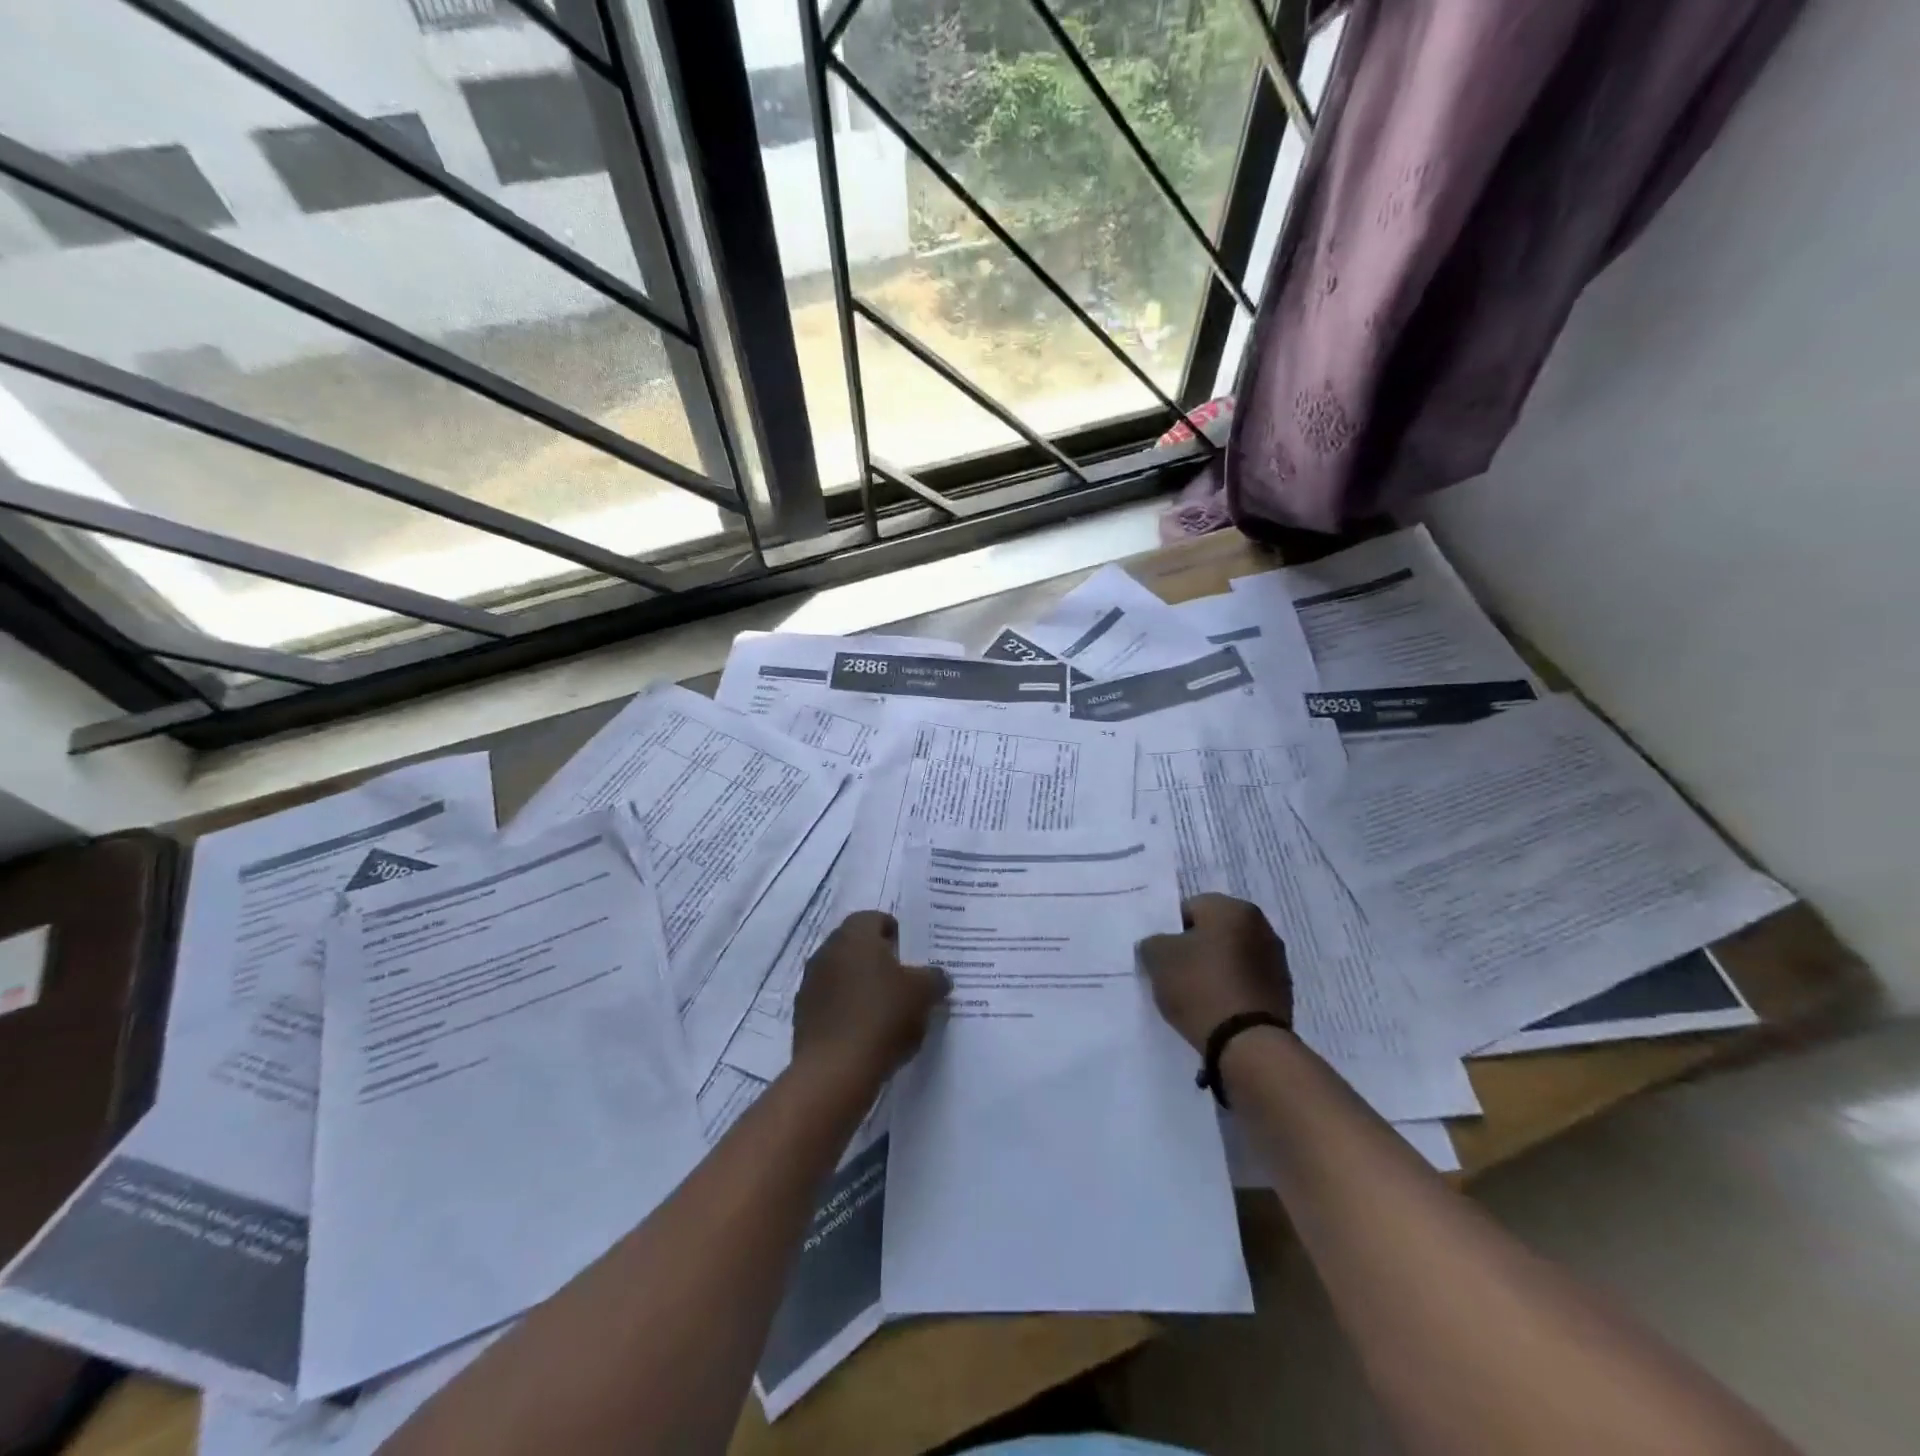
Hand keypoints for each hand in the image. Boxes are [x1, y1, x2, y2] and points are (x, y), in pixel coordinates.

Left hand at [791, 911, 948, 1087]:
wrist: (835, 1070)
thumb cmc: (882, 1016)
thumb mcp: (923, 993)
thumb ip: (934, 978)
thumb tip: (937, 977)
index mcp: (855, 935)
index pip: (874, 918)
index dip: (895, 932)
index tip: (911, 952)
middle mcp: (827, 951)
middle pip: (856, 946)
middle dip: (878, 959)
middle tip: (903, 979)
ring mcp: (810, 983)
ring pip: (842, 974)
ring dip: (861, 985)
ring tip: (886, 1009)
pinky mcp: (802, 1015)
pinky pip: (831, 1002)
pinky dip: (847, 1009)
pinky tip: (866, 1032)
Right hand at [1137, 893, 1291, 1050]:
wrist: (1248, 1043)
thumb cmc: (1200, 987)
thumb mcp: (1159, 958)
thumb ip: (1153, 942)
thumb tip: (1158, 945)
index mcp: (1232, 908)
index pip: (1190, 908)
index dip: (1170, 931)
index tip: (1161, 956)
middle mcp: (1261, 926)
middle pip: (1214, 932)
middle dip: (1194, 949)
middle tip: (1175, 974)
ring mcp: (1276, 960)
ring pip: (1231, 957)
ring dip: (1215, 969)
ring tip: (1196, 996)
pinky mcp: (1282, 992)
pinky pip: (1245, 982)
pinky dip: (1230, 990)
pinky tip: (1216, 1009)